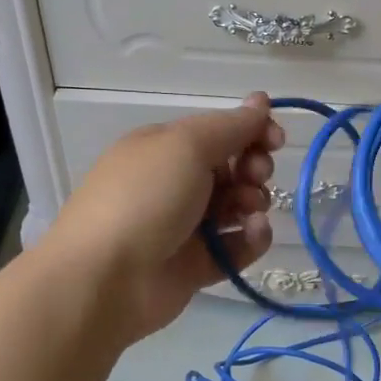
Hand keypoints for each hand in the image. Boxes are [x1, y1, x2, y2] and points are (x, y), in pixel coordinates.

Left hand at [39, 93, 283, 343]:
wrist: (104, 279)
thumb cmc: (144, 198)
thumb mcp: (187, 146)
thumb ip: (231, 126)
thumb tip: (260, 101)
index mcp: (165, 148)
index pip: (218, 131)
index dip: (251, 131)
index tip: (276, 139)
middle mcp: (174, 183)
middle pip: (231, 168)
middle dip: (254, 167)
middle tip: (256, 174)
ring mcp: (185, 226)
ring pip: (237, 207)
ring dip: (255, 201)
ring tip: (250, 209)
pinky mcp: (196, 265)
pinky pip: (236, 246)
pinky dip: (251, 238)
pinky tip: (254, 233)